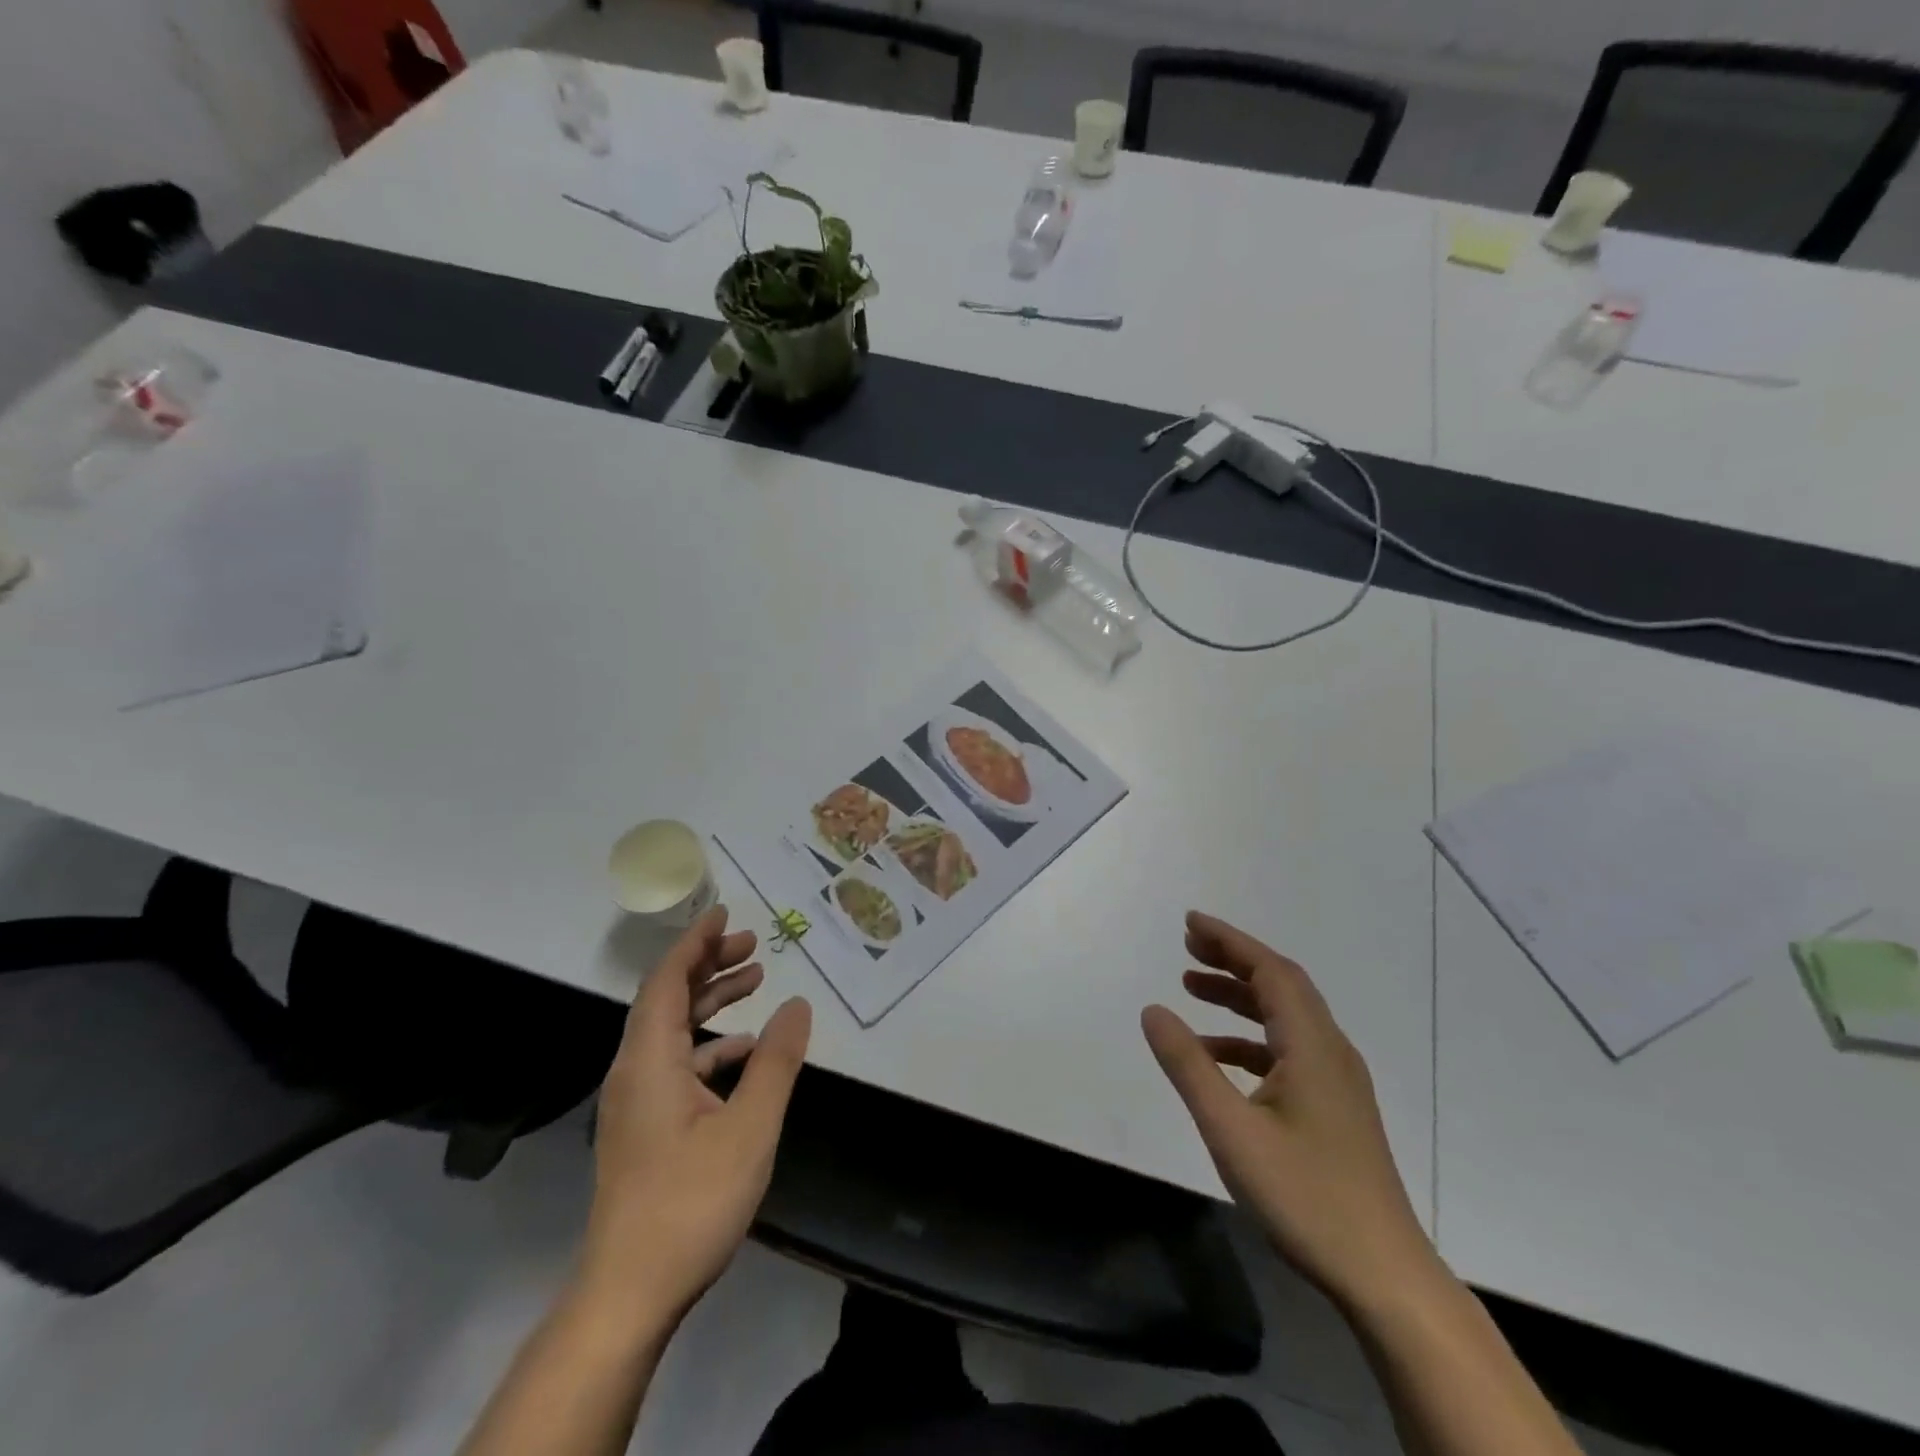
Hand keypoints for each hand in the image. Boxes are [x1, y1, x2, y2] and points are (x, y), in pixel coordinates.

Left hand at [581, 907, 811, 1319]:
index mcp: (649, 1061)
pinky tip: (747, 1053)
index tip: (725, 913)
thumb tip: (798, 1004)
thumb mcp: (750, 1128)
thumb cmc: (690, 1203)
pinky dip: (710, 1044)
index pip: (667, 980)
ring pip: (672, 1031)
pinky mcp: (644, 1127)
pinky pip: (676, 1063)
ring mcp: (637, 1101)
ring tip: (755, 982)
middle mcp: (635, 1071)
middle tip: (752, 944)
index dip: (695, 942)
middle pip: (667, 998)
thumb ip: (777, 1061)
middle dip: (708, 964)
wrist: (629, 1293)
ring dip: (710, 1002)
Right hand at [1142, 912, 1434, 1312]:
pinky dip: (1249, 1038)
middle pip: (1280, 985)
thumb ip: (1188, 1065)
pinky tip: (1218, 1056)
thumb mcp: (1230, 1129)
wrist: (1384, 1276)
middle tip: (1187, 946)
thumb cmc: (1305, 1197)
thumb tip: (1153, 1009)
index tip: (1189, 922)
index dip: (1229, 941)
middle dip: (1233, 959)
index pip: (1270, 970)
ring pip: (1285, 1017)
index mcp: (1311, 1045)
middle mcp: (1330, 1050)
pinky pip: (1287, 1049)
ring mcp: (1337, 1081)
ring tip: (1191, 988)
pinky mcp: (1335, 1108)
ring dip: (1239, 996)